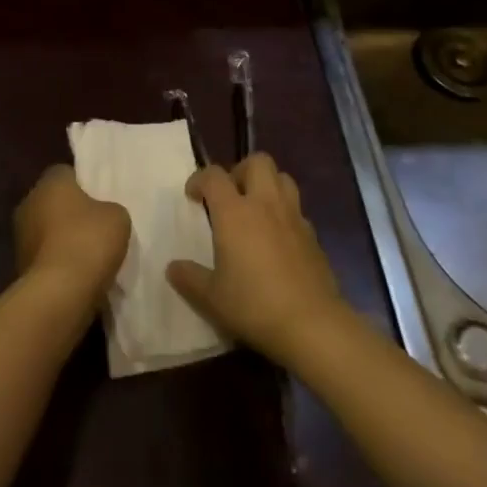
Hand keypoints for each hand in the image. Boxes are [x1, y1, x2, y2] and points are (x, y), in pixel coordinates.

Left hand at [15, 165, 130, 304]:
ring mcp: (20, 236)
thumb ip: (109, 208)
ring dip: (62, 239)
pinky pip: (45, 257)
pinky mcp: (19, 266)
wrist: (60, 293)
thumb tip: (101, 214)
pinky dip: (58, 263)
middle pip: (53, 202)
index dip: (84, 184)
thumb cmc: (89, 241)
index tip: (100, 198)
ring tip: (90, 255)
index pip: (66, 173)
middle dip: (71, 212)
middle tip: (96, 226)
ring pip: (47, 230)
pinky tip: (78, 275)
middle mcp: (29, 202)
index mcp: (50, 182)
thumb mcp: (117, 217)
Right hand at [167, 154, 345, 365]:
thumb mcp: (211, 298)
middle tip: (230, 196)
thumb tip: (172, 267)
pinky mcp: (313, 235)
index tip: (193, 196)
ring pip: (283, 178)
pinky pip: (297, 209)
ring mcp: (293, 217)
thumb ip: (189, 278)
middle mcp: (265, 204)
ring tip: (255, 208)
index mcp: (235, 212)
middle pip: (257, 161)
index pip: (214, 175)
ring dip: (267, 184)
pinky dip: (285, 213)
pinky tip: (278, 237)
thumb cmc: (254, 305)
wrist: (312, 324)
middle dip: (240, 170)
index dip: (200, 179)